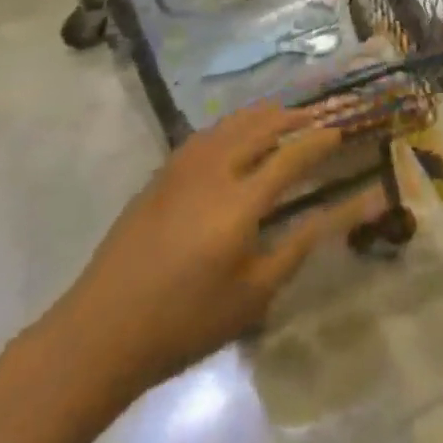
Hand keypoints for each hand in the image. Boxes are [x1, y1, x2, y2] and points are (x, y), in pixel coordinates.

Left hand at [46, 102, 384, 397]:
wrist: (104, 329)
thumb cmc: (185, 322)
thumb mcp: (252, 296)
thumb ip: (294, 249)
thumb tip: (328, 216)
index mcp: (240, 203)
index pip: (290, 158)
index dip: (318, 143)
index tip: (338, 133)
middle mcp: (214, 172)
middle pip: (259, 128)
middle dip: (291, 118)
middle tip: (315, 118)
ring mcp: (183, 168)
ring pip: (230, 125)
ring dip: (260, 115)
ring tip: (281, 114)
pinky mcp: (161, 174)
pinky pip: (205, 134)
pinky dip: (230, 125)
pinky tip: (233, 132)